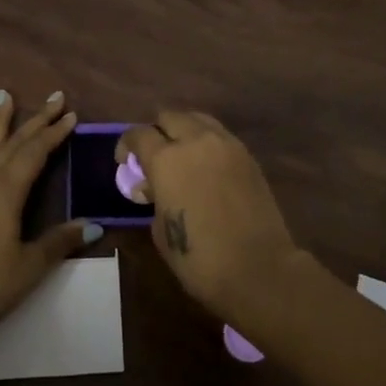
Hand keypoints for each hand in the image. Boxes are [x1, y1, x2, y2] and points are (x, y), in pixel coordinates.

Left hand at [0, 90, 97, 343]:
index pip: (35, 153)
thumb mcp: (30, 267)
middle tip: (54, 97)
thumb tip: (94, 225)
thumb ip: (59, 241)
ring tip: (5, 95)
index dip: (54, 133)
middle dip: (35, 120)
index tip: (71, 114)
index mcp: (5, 193)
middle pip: (13, 143)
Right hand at [115, 111, 300, 325]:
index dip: (127, 145)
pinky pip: (219, 135)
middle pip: (169, 117)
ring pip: (197, 119)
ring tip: (182, 156)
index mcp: (166, 160)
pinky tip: (206, 167)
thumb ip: (154, 198)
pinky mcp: (247, 155)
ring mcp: (225, 144)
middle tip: (154, 157)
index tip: (126, 162)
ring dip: (184, 131)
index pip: (139, 134)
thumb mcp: (160, 230)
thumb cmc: (200, 258)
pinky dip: (207, 143)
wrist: (259, 269)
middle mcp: (195, 141)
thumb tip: (154, 187)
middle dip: (157, 132)